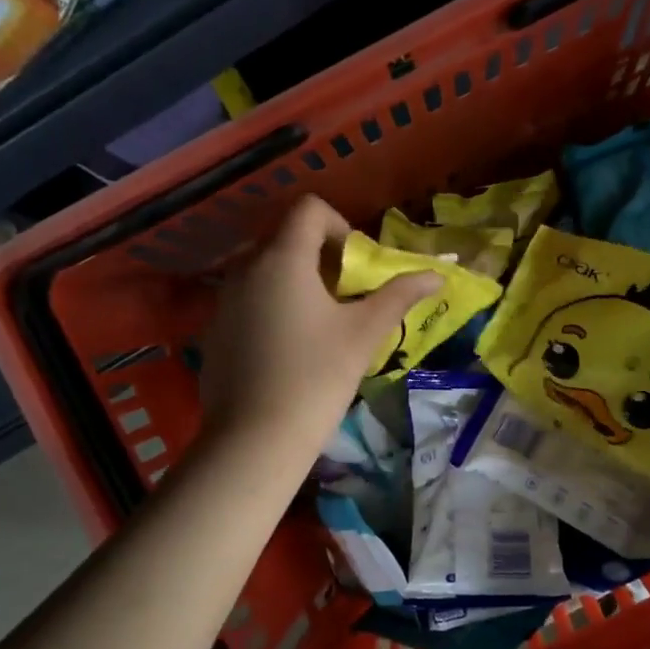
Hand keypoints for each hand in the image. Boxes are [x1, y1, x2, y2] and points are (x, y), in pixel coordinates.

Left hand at [199, 196, 439, 463]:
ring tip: (317, 326)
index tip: (355, 266)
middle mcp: (245, 269)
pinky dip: (270, 308)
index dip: (339, 226)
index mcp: (282, 259)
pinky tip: (286, 352)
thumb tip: (436, 275)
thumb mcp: (364, 334)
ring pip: (264, 271)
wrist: (255, 439)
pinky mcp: (213, 332)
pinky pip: (246, 301)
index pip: (309, 209)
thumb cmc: (316, 378)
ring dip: (294, 283)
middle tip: (343, 298)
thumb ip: (399, 296)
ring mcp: (223, 301)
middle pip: (285, 238)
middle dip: (319, 257)